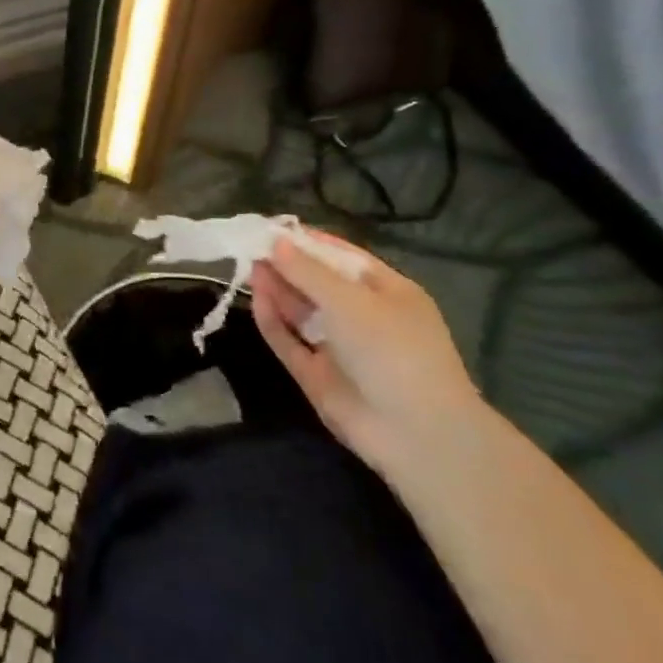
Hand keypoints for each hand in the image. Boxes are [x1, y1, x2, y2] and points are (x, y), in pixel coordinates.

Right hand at [249, 234, 483, 477]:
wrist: (415, 433)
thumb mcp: (350, 300)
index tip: (271, 228)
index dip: (307, 242)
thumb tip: (274, 242)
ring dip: (277, 290)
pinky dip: (273, 322)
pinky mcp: (317, 375)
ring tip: (248, 268)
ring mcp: (339, 348)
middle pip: (318, 284)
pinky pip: (290, 342)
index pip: (342, 258)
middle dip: (287, 265)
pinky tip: (256, 300)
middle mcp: (363, 317)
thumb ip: (307, 271)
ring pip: (301, 312)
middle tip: (250, 247)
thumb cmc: (393, 350)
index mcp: (387, 293)